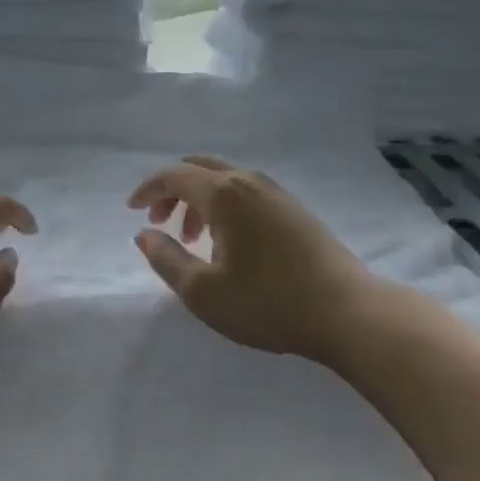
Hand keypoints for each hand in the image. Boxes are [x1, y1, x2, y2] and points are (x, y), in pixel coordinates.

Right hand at [128, 155, 378, 362]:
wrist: (348, 312)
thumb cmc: (269, 302)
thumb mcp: (204, 292)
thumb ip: (166, 259)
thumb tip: (144, 234)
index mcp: (224, 194)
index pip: (174, 175)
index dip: (148, 189)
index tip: (132, 210)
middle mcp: (248, 181)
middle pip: (199, 168)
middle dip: (172, 190)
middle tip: (158, 222)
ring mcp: (275, 192)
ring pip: (224, 180)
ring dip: (198, 200)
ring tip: (192, 239)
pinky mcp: (293, 208)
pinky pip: (244, 191)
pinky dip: (223, 205)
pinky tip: (227, 242)